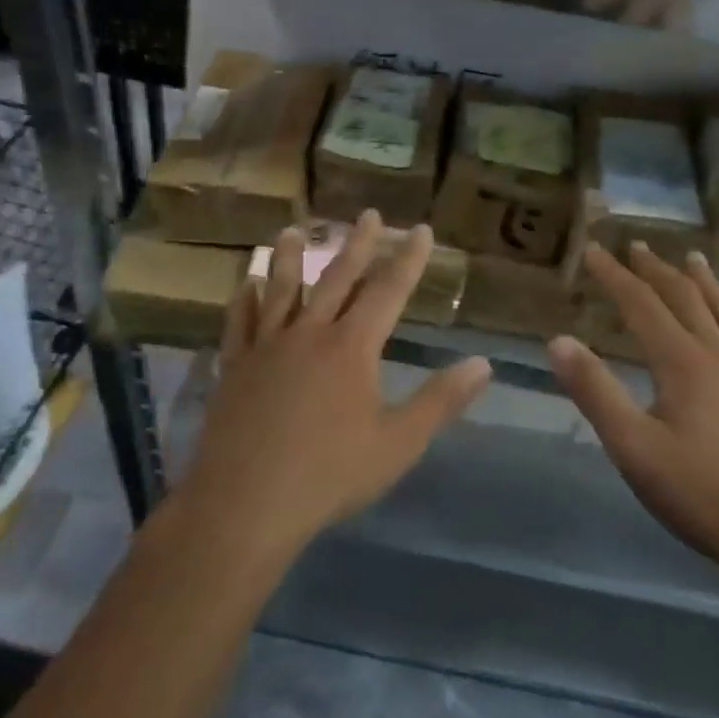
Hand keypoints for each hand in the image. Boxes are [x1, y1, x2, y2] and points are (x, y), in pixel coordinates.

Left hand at [175, 211, 492, 565]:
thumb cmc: (329, 475)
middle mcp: (309, 333)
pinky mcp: (235, 367)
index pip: (388, 291)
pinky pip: (239, 323)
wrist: (246, 503)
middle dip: (357, 244)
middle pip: (337, 278)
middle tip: (367, 214)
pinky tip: (246, 285)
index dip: (407, 259)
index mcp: (352, 347)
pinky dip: (244, 300)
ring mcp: (267, 347)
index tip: (420, 229)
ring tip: (294, 230)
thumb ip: (440, 401)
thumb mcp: (398, 443)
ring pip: (282, 290)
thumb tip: (483, 363)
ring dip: (291, 258)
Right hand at [548, 243, 718, 578]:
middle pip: (684, 299)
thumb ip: (595, 391)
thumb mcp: (632, 445)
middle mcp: (716, 356)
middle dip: (656, 270)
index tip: (592, 250)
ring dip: (703, 282)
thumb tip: (557, 340)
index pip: (641, 304)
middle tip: (635, 246)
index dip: (614, 275)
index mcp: (682, 362)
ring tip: (692, 258)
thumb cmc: (698, 491)